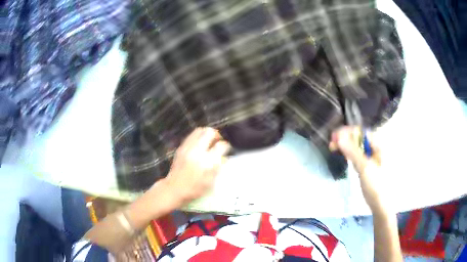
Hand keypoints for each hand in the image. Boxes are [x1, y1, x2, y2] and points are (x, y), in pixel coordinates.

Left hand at [162, 127, 230, 205]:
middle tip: (218, 141)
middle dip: (217, 135)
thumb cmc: (195, 189)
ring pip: (199, 130)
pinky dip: (198, 136)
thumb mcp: (211, 182)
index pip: (221, 146)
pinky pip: (191, 136)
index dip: (226, 146)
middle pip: (209, 132)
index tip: (226, 149)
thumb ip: (219, 167)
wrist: (174, 189)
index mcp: (207, 162)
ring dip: (207, 133)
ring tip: (209, 141)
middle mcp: (197, 151)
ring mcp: (188, 147)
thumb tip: (224, 157)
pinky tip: (199, 144)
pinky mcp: (181, 148)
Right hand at [329, 126, 386, 212]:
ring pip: (356, 148)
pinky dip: (348, 155)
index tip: (335, 136)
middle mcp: (375, 150)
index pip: (362, 133)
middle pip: (358, 139)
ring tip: (333, 147)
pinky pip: (356, 156)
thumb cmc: (376, 185)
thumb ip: (353, 152)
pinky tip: (342, 155)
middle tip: (331, 142)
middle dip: (345, 139)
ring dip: (345, 146)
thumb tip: (339, 137)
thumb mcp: (365, 167)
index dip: (348, 132)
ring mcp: (370, 159)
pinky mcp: (366, 167)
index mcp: (378, 146)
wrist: (380, 204)